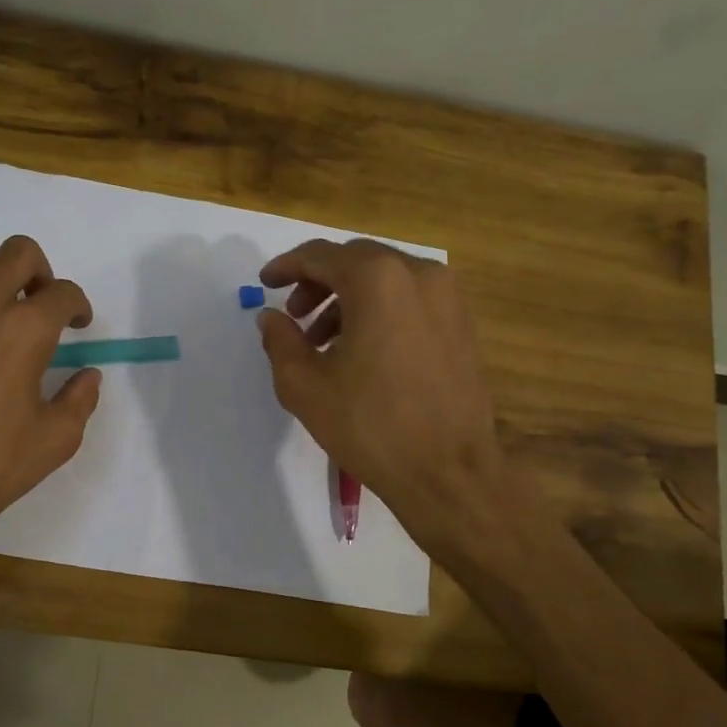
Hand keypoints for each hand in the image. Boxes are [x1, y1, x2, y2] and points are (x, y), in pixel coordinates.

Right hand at [255, 238, 507, 545]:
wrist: (449, 470)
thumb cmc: (370, 425)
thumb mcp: (305, 385)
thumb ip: (280, 340)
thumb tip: (271, 317)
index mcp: (377, 280)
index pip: (321, 255)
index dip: (287, 266)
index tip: (265, 283)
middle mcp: (418, 274)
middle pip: (356, 261)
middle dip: (319, 282)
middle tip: (294, 316)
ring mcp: (447, 298)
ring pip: (385, 279)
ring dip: (348, 299)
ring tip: (324, 342)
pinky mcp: (461, 324)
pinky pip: (410, 299)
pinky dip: (379, 310)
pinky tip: (362, 350)